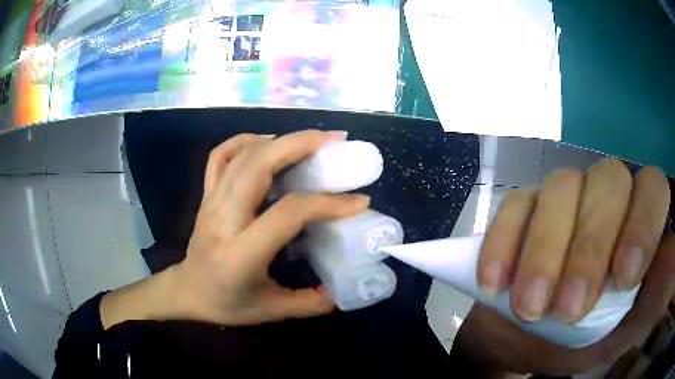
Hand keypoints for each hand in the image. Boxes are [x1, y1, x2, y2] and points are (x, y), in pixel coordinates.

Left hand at [101, 131, 369, 328]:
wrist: (187, 291)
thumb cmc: (226, 304)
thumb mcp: (271, 311)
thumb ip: (310, 303)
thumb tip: (344, 290)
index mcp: (240, 253)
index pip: (287, 212)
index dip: (327, 202)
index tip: (358, 200)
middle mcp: (223, 219)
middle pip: (259, 165)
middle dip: (300, 144)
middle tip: (335, 141)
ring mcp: (211, 201)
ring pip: (242, 155)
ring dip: (280, 139)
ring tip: (312, 140)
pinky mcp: (206, 194)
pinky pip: (221, 156)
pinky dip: (245, 141)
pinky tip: (267, 142)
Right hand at [457, 158, 672, 375]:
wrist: (533, 341)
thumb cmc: (588, 337)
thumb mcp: (629, 326)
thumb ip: (659, 293)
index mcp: (637, 221)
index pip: (652, 188)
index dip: (643, 223)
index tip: (623, 279)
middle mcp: (606, 197)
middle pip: (607, 182)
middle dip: (590, 247)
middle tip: (567, 310)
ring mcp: (563, 197)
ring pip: (559, 189)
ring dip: (545, 251)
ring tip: (529, 308)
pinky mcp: (522, 209)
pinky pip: (514, 206)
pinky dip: (504, 243)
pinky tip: (493, 283)